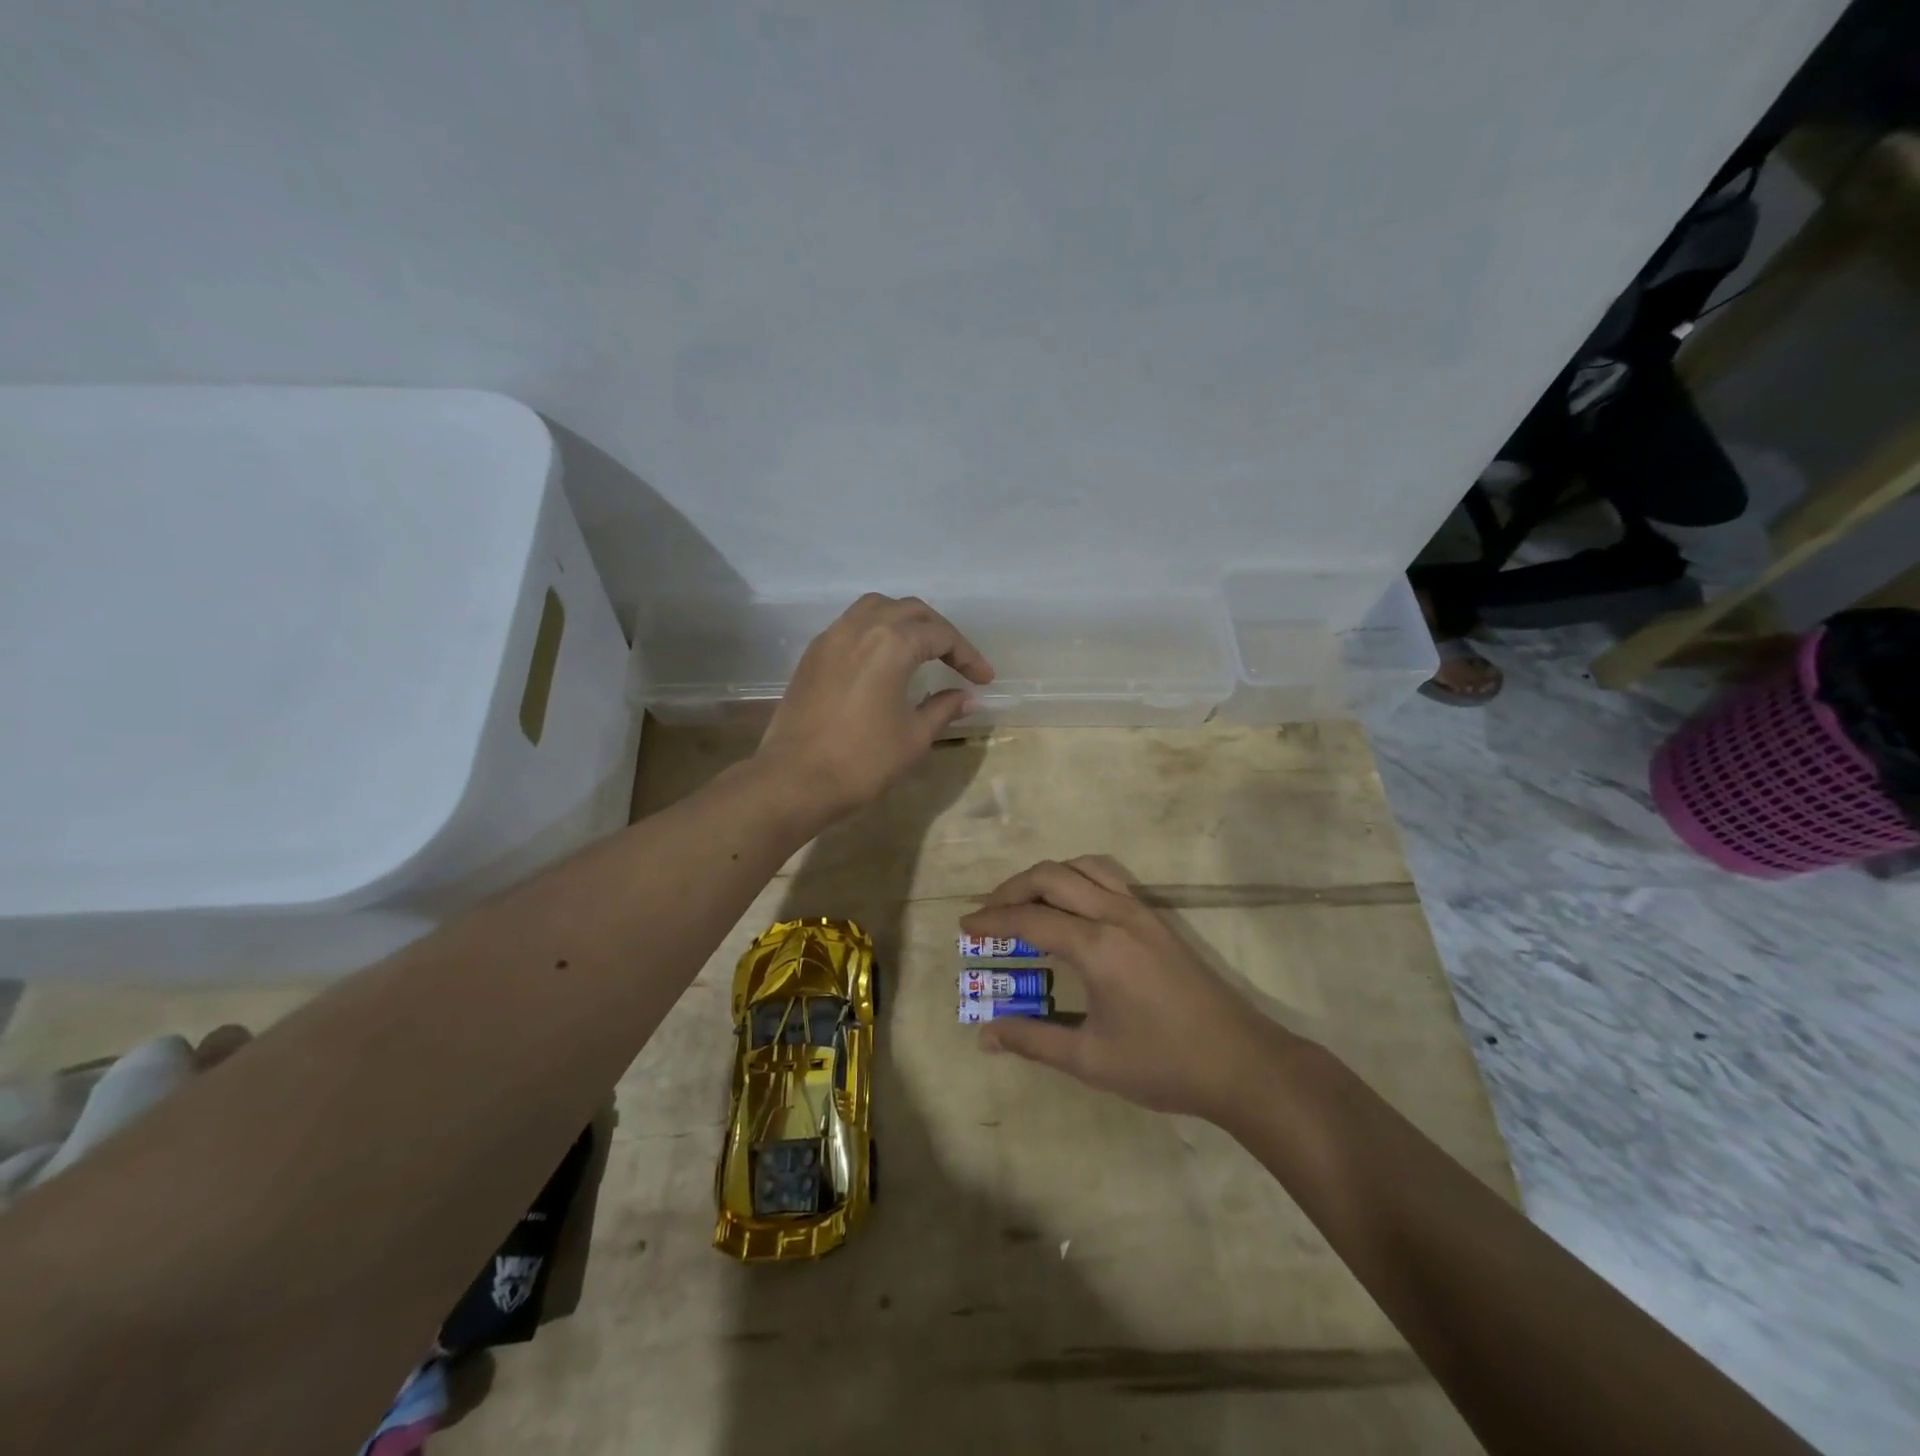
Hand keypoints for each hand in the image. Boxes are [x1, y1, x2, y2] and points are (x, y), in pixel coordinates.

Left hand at [758, 593, 993, 819]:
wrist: (795, 780)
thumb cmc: (862, 760)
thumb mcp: (914, 736)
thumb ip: (943, 708)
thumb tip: (967, 697)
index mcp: (891, 643)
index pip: (940, 636)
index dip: (967, 656)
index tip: (984, 679)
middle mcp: (860, 627)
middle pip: (910, 611)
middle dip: (939, 632)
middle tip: (957, 660)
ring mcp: (831, 638)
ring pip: (875, 609)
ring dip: (904, 621)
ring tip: (921, 649)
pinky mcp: (812, 655)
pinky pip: (850, 625)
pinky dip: (875, 631)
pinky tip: (884, 659)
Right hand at [960, 857, 1306, 1122]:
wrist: (1241, 1063)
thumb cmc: (1164, 1064)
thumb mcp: (1090, 1060)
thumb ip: (1033, 1041)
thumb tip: (985, 1035)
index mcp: (1098, 947)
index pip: (1031, 918)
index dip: (992, 920)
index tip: (965, 926)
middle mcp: (1116, 915)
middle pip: (1052, 876)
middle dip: (1012, 888)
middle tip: (987, 913)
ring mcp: (1141, 911)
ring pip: (1083, 866)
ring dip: (1047, 876)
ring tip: (1025, 902)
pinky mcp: (1156, 918)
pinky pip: (1108, 876)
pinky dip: (1076, 877)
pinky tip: (1070, 907)